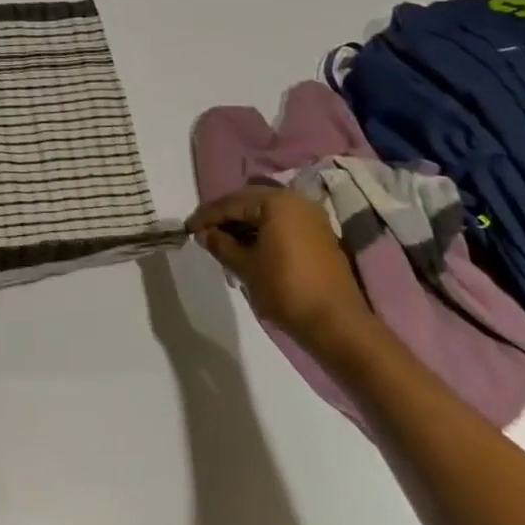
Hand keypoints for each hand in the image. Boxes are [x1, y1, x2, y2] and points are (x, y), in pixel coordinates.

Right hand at [187, 184, 375, 358]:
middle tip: (203, 232)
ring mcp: (312, 218)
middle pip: (250, 202)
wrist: (336, 323)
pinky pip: (282, 224)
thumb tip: (204, 234)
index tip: (187, 229)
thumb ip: (220, 244)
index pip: (232, 202)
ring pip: (267, 213)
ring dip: (244, 225)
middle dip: (225, 217)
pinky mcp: (320, 236)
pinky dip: (262, 232)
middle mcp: (296, 201)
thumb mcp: (244, 265)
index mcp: (277, 202)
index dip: (206, 216)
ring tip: (223, 242)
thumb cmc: (285, 288)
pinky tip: (248, 247)